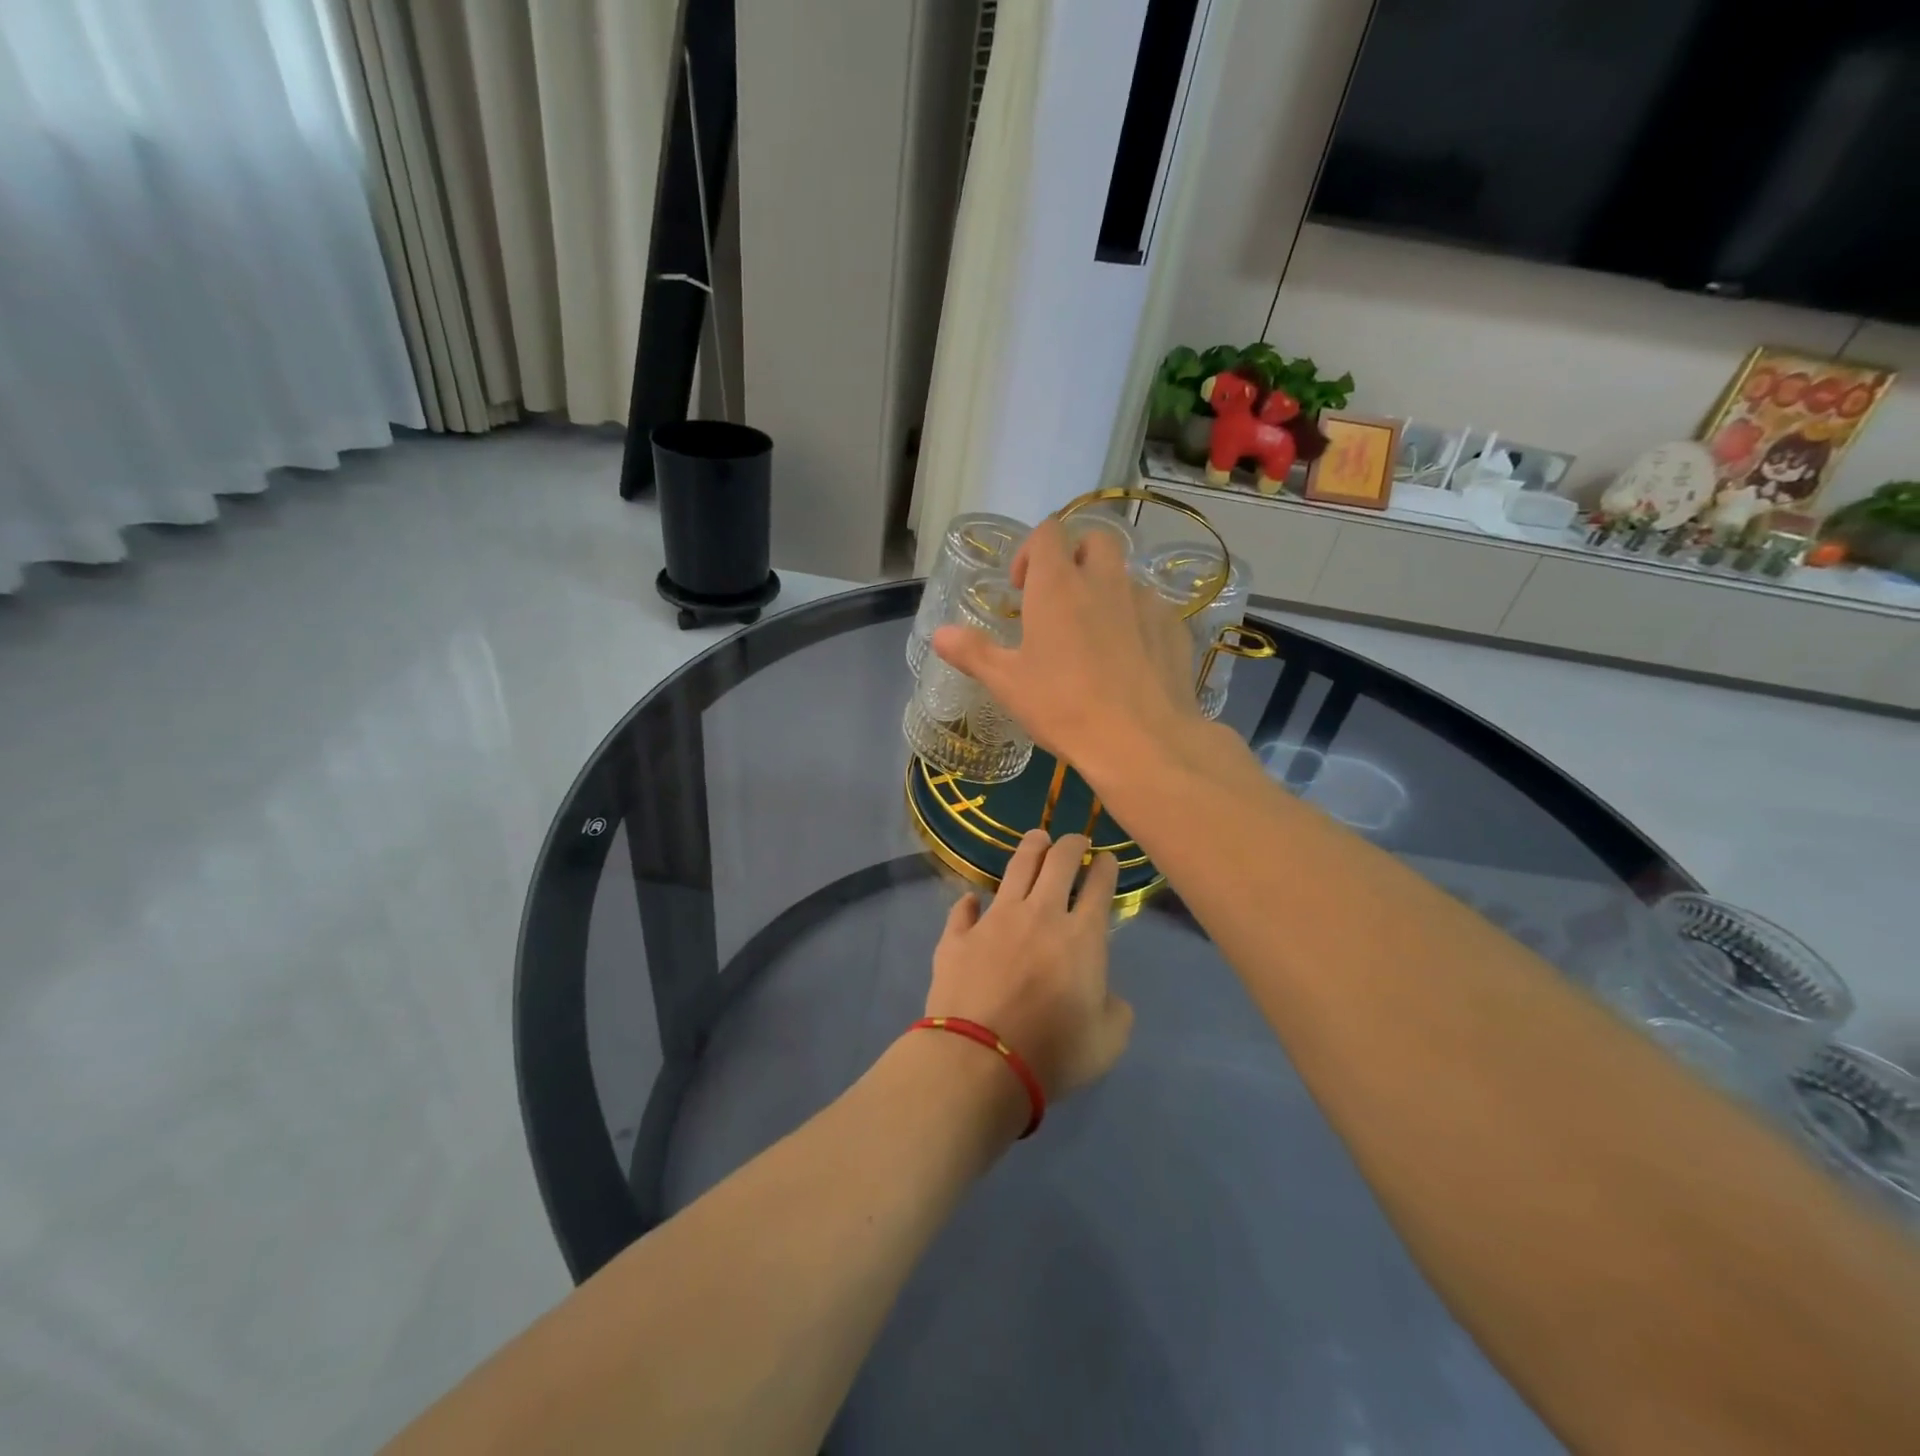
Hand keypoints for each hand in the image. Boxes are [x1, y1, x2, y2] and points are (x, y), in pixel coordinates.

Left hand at [924, 831, 1132, 1100]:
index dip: (1105, 867)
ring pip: (1015, 868)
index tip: (1107, 859)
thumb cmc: (1053, 1052)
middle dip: (1071, 844)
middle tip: (1075, 841)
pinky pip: (964, 909)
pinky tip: (972, 900)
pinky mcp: (958, 936)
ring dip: (1030, 848)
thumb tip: (1107, 995)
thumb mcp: (1107, 1042)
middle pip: (1057, 861)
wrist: (981, 1060)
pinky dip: (970, 902)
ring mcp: (995, 920)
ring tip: (1037, 838)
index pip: (1099, 886)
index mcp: (1081, 936)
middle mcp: (1039, 914)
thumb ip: (1115, 1010)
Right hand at [930, 517, 1200, 788]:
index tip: (1022, 588)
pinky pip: (1152, 610)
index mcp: (1058, 585)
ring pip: (1125, 576)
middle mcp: (1105, 581)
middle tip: (1060, 599)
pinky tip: (1129, 660)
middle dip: (1076, 557)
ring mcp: (1145, 602)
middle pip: (1094, 539)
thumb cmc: (1063, 707)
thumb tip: (938, 634)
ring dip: (1106, 591)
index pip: (1048, 532)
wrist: (1141, 741)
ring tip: (1094, 636)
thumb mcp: (1007, 684)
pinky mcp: (1174, 628)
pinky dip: (1136, 621)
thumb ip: (973, 652)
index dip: (1031, 550)